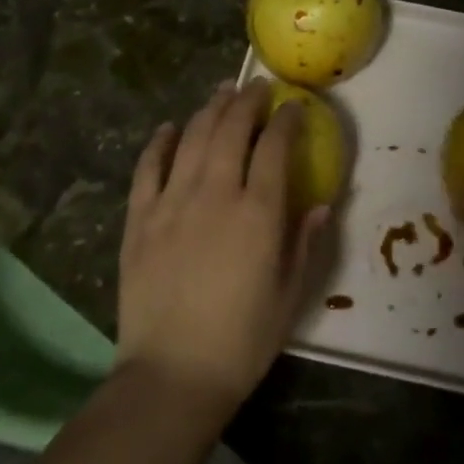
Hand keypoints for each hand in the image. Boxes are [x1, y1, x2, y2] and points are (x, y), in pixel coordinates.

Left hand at [117, 81, 330, 417]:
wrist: (171, 378)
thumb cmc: (242, 341)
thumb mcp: (290, 294)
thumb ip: (307, 243)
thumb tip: (324, 204)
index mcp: (259, 212)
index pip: (275, 146)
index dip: (286, 119)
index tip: (293, 105)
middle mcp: (216, 194)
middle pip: (231, 129)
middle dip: (248, 100)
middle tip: (257, 86)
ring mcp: (172, 204)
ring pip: (193, 138)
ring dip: (210, 109)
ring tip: (223, 92)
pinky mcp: (139, 221)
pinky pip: (148, 169)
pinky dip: (160, 143)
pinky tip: (169, 128)